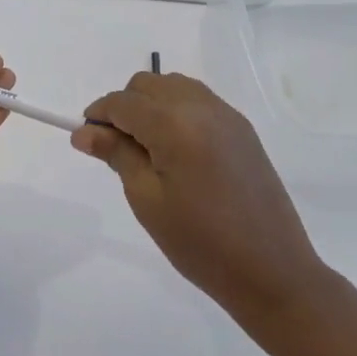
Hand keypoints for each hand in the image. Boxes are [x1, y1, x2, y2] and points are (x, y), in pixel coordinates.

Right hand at [72, 72, 325, 328]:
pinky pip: (198, 101)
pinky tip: (177, 150)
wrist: (272, 270)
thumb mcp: (147, 200)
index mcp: (174, 124)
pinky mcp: (242, 129)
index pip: (122, 102)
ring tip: (148, 149)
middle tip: (117, 148)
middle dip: (124, 106)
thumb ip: (116, 155)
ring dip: (151, 105)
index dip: (98, 115)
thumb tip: (84, 132)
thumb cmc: (200, 242)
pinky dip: (177, 111)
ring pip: (173, 86)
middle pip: (147, 84)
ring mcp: (226, 115)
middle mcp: (201, 107)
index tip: (87, 140)